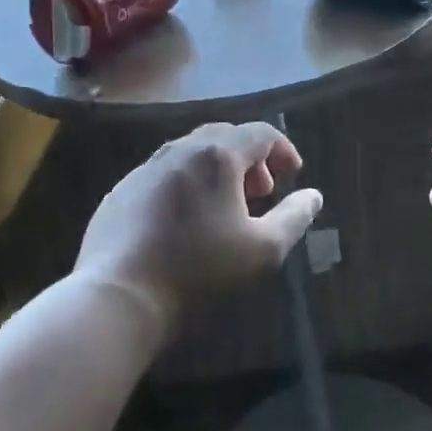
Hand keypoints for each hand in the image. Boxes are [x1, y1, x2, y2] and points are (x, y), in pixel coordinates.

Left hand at [76, 122, 320, 344]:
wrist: (118, 298)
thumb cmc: (200, 271)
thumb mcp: (263, 250)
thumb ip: (294, 217)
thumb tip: (313, 195)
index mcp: (217, 156)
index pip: (260, 133)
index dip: (283, 149)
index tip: (293, 175)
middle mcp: (179, 150)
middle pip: (224, 137)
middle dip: (250, 159)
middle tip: (261, 192)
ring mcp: (144, 169)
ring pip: (191, 154)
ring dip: (217, 171)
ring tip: (226, 208)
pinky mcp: (121, 192)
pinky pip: (164, 175)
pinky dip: (187, 185)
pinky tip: (185, 221)